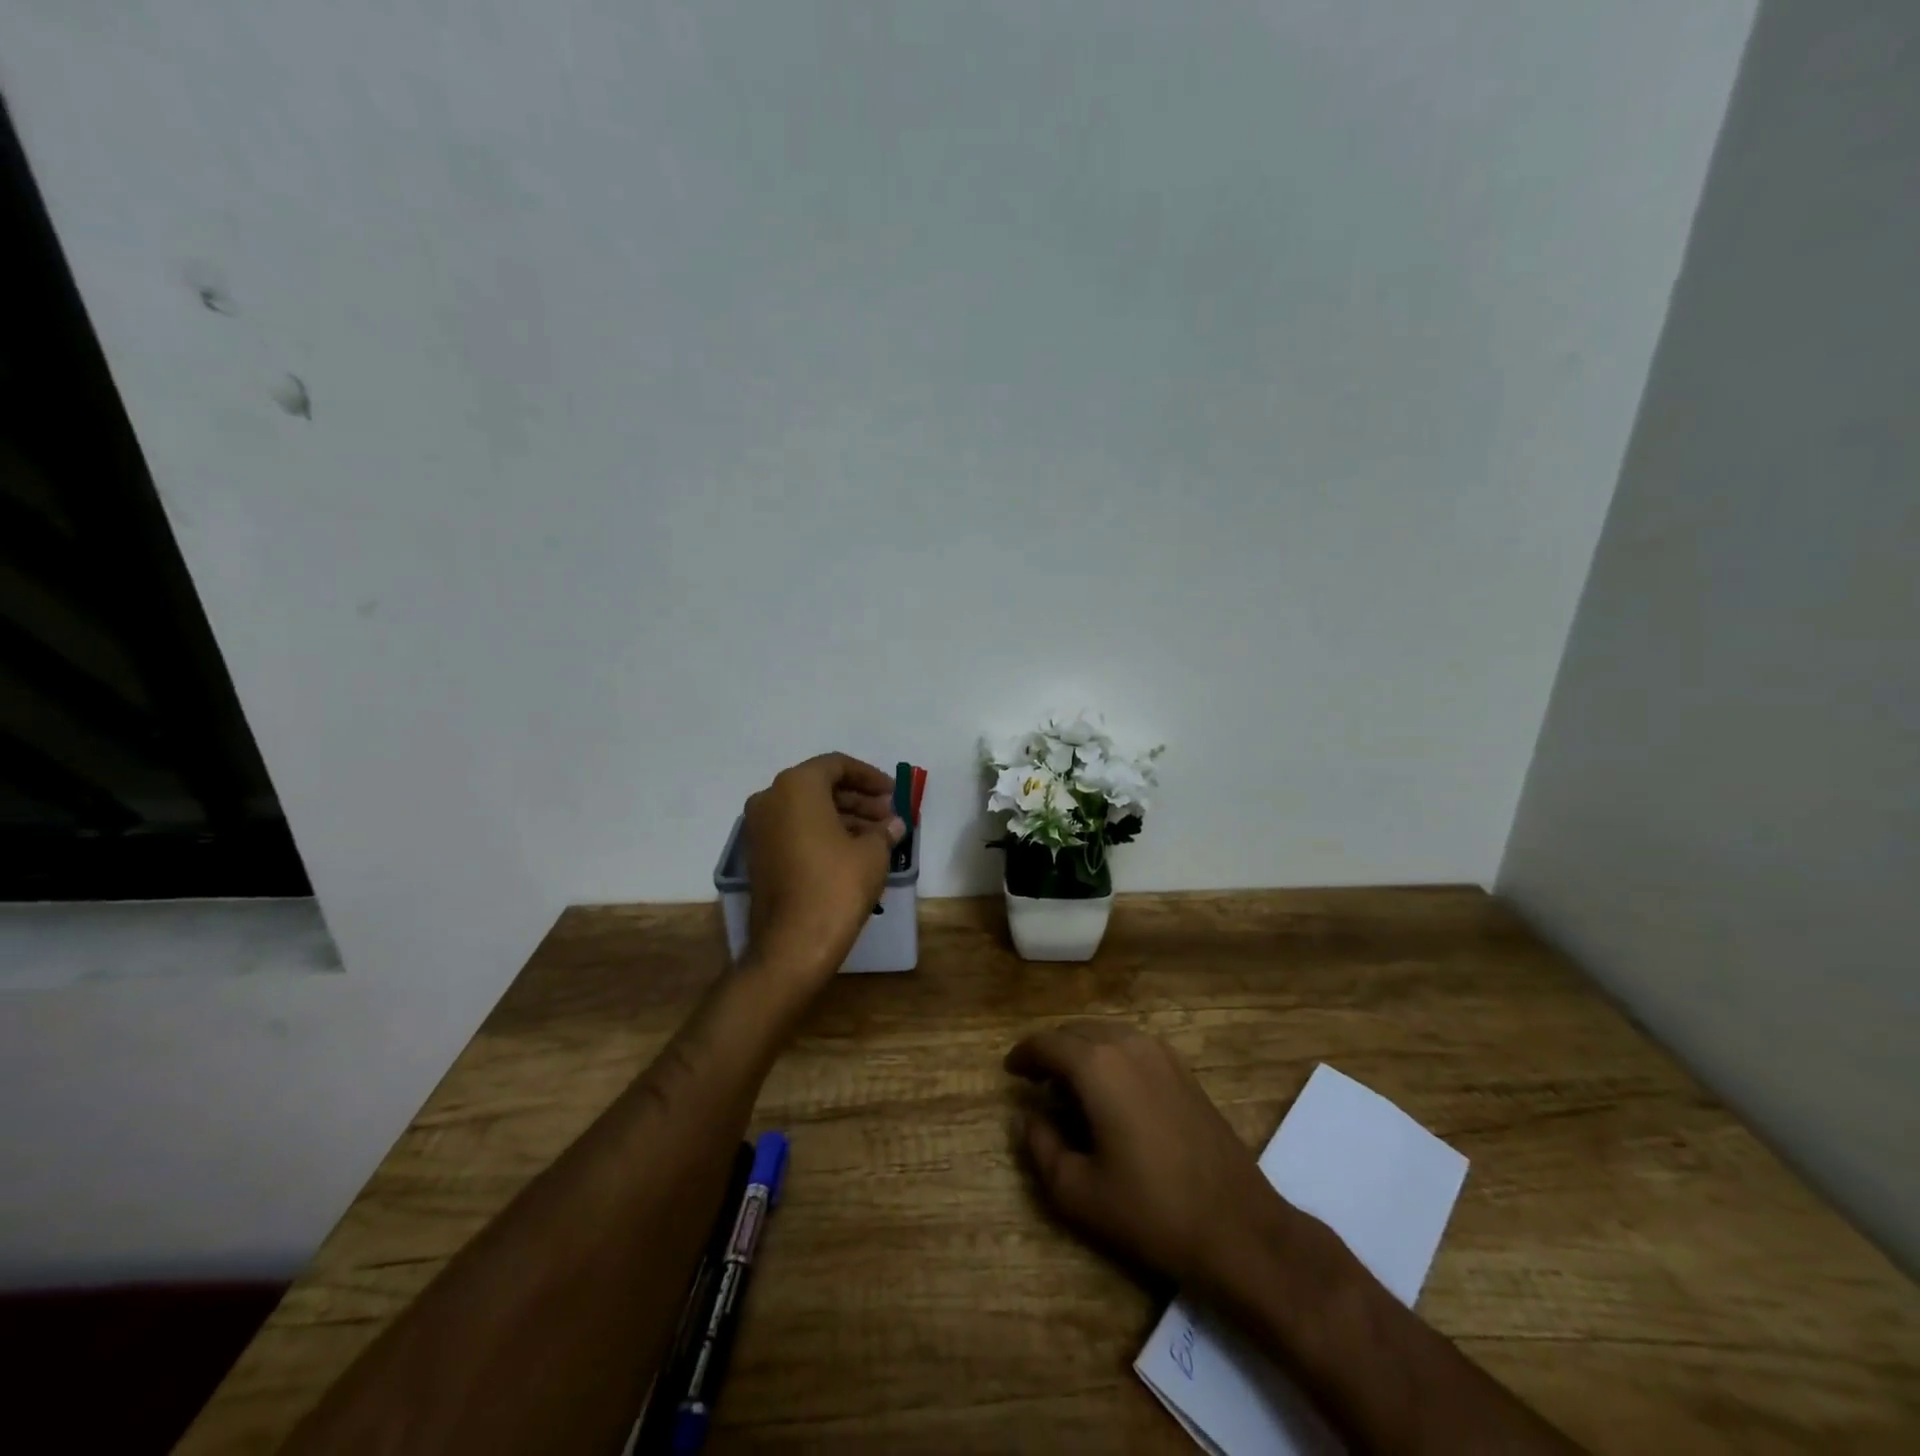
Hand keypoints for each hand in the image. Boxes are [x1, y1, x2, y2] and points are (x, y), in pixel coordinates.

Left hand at [743, 753, 903, 988]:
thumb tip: (894, 824)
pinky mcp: (759, 856)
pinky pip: (795, 830)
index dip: (869, 777)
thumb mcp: (872, 853)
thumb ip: (884, 830)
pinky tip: (853, 851)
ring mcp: (759, 829)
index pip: (836, 765)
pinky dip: (823, 833)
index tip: (893, 793)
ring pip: (807, 810)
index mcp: (796, 787)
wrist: (792, 945)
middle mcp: (770, 799)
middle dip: (858, 799)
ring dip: (844, 817)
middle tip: (889, 816)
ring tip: (878, 836)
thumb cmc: (836, 886)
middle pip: (820, 786)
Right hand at [1006, 1020, 1283, 1291]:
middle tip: (1035, 1080)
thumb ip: (1041, 1148)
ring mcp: (1161, 1053)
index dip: (1023, 1054)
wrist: (1237, 1227)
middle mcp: (1128, 1045)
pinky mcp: (1183, 1069)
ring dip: (1081, 1050)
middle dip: (1051, 1050)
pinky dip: (1109, 1055)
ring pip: (1106, 1034)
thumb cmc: (1151, 1211)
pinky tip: (1109, 1090)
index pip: (1047, 1043)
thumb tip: (1028, 1118)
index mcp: (1097, 1066)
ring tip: (1068, 1085)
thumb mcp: (1078, 1192)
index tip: (1009, 1071)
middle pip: (1076, 1031)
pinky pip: (1132, 1045)